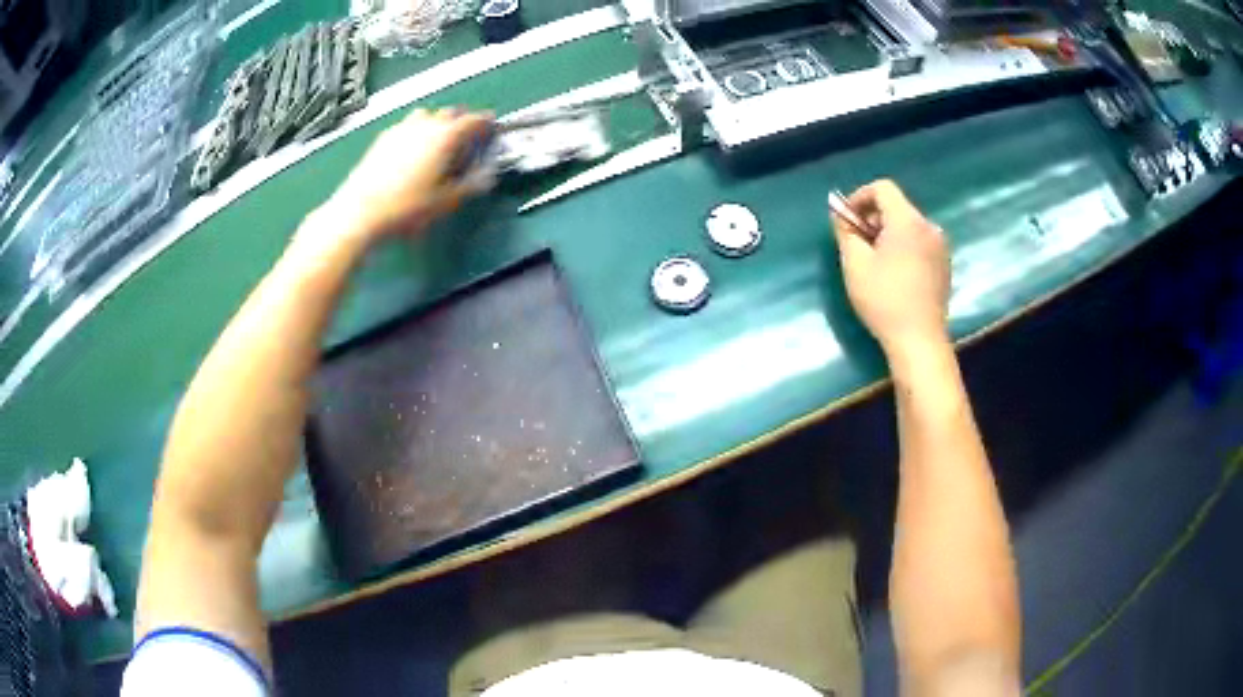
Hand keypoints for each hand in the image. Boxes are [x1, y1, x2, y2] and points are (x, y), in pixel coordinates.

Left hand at [315, 108, 492, 244]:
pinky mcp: (382, 139)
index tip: (491, 128)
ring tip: (439, 144)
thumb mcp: (446, 202)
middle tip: (467, 140)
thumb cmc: (404, 208)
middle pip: (451, 113)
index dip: (487, 123)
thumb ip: (471, 185)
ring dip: (437, 124)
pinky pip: (407, 127)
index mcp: (445, 136)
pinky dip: (416, 133)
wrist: (360, 212)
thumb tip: (486, 177)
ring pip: (427, 116)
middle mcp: (424, 125)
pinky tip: (413, 152)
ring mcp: (401, 129)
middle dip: (462, 123)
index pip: (475, 120)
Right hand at [830, 179, 950, 357]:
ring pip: (909, 227)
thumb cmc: (884, 299)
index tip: (846, 220)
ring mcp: (940, 247)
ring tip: (874, 262)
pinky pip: (920, 244)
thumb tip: (840, 215)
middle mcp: (928, 227)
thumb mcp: (855, 264)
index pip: (883, 188)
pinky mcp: (945, 266)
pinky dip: (904, 248)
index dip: (860, 197)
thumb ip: (846, 231)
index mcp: (907, 220)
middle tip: (856, 243)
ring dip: (888, 234)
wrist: (919, 340)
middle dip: (873, 218)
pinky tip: (895, 275)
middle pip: (897, 207)